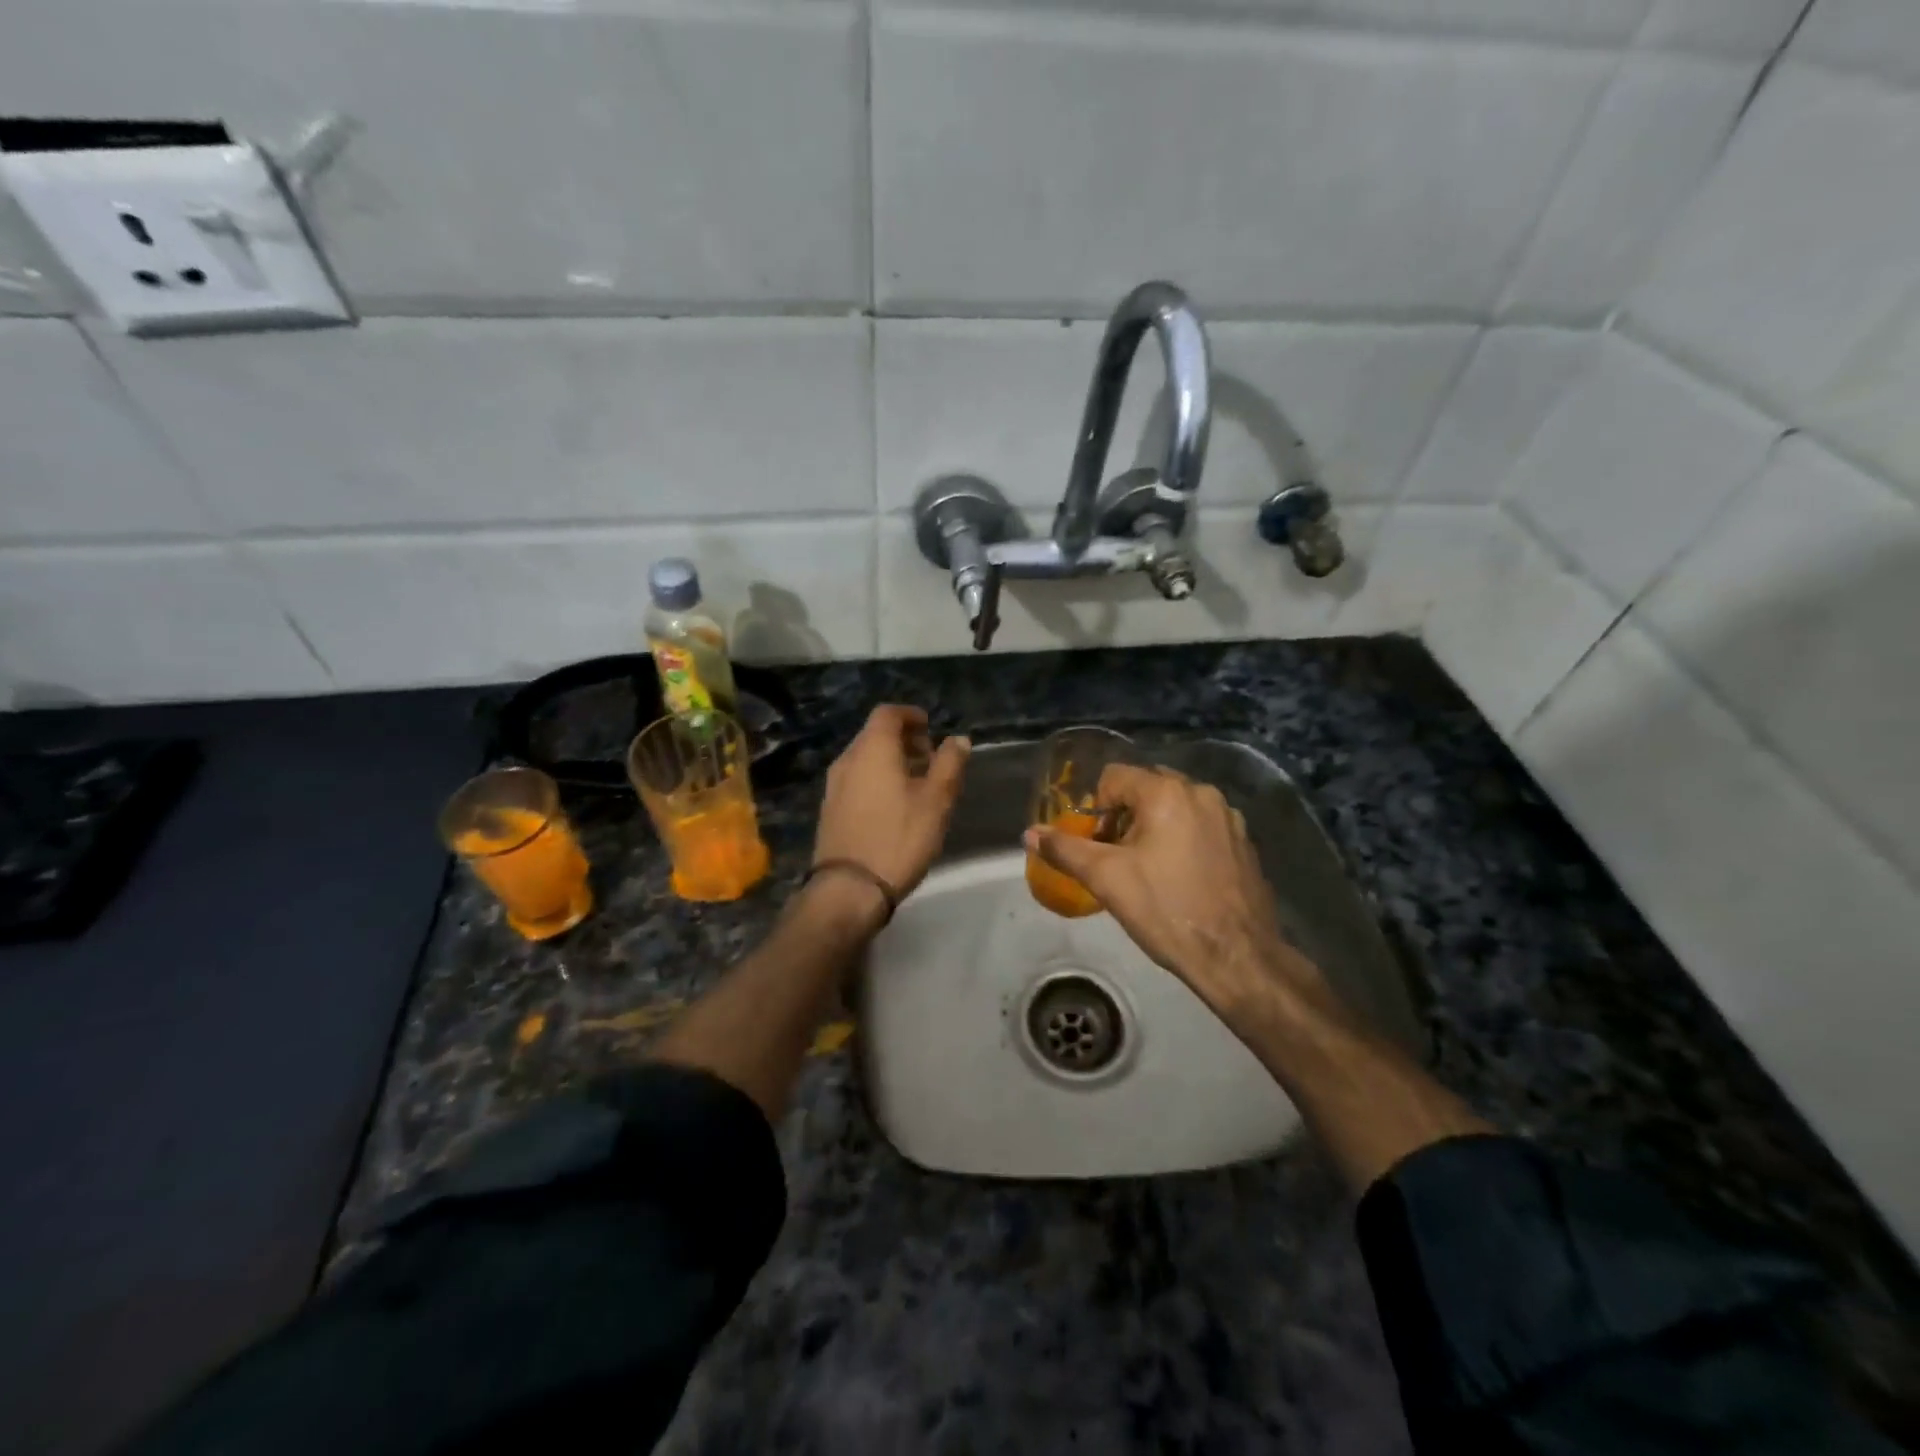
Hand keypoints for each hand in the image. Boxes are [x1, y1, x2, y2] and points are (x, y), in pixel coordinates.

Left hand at [814, 705, 969, 897]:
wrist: (849, 888)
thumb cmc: (899, 837)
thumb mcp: (936, 800)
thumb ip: (949, 764)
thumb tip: (958, 739)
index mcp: (872, 748)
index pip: (888, 713)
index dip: (911, 716)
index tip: (931, 729)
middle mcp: (848, 759)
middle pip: (875, 735)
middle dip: (903, 740)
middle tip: (930, 759)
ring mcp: (834, 785)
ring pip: (865, 759)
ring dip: (891, 761)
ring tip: (917, 785)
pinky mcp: (830, 809)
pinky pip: (857, 780)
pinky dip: (876, 780)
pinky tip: (894, 806)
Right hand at [1025, 764, 1323, 1025]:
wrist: (1236, 957)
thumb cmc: (1165, 910)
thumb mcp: (1106, 879)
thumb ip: (1065, 850)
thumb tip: (1030, 834)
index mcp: (1167, 792)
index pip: (1114, 777)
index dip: (1098, 809)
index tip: (1099, 846)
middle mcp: (1202, 793)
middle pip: (1146, 788)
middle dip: (1125, 816)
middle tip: (1118, 858)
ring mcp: (1229, 817)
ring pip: (1175, 807)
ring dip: (1154, 828)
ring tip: (1148, 871)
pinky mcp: (1244, 842)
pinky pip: (1201, 826)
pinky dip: (1183, 840)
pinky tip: (1181, 879)